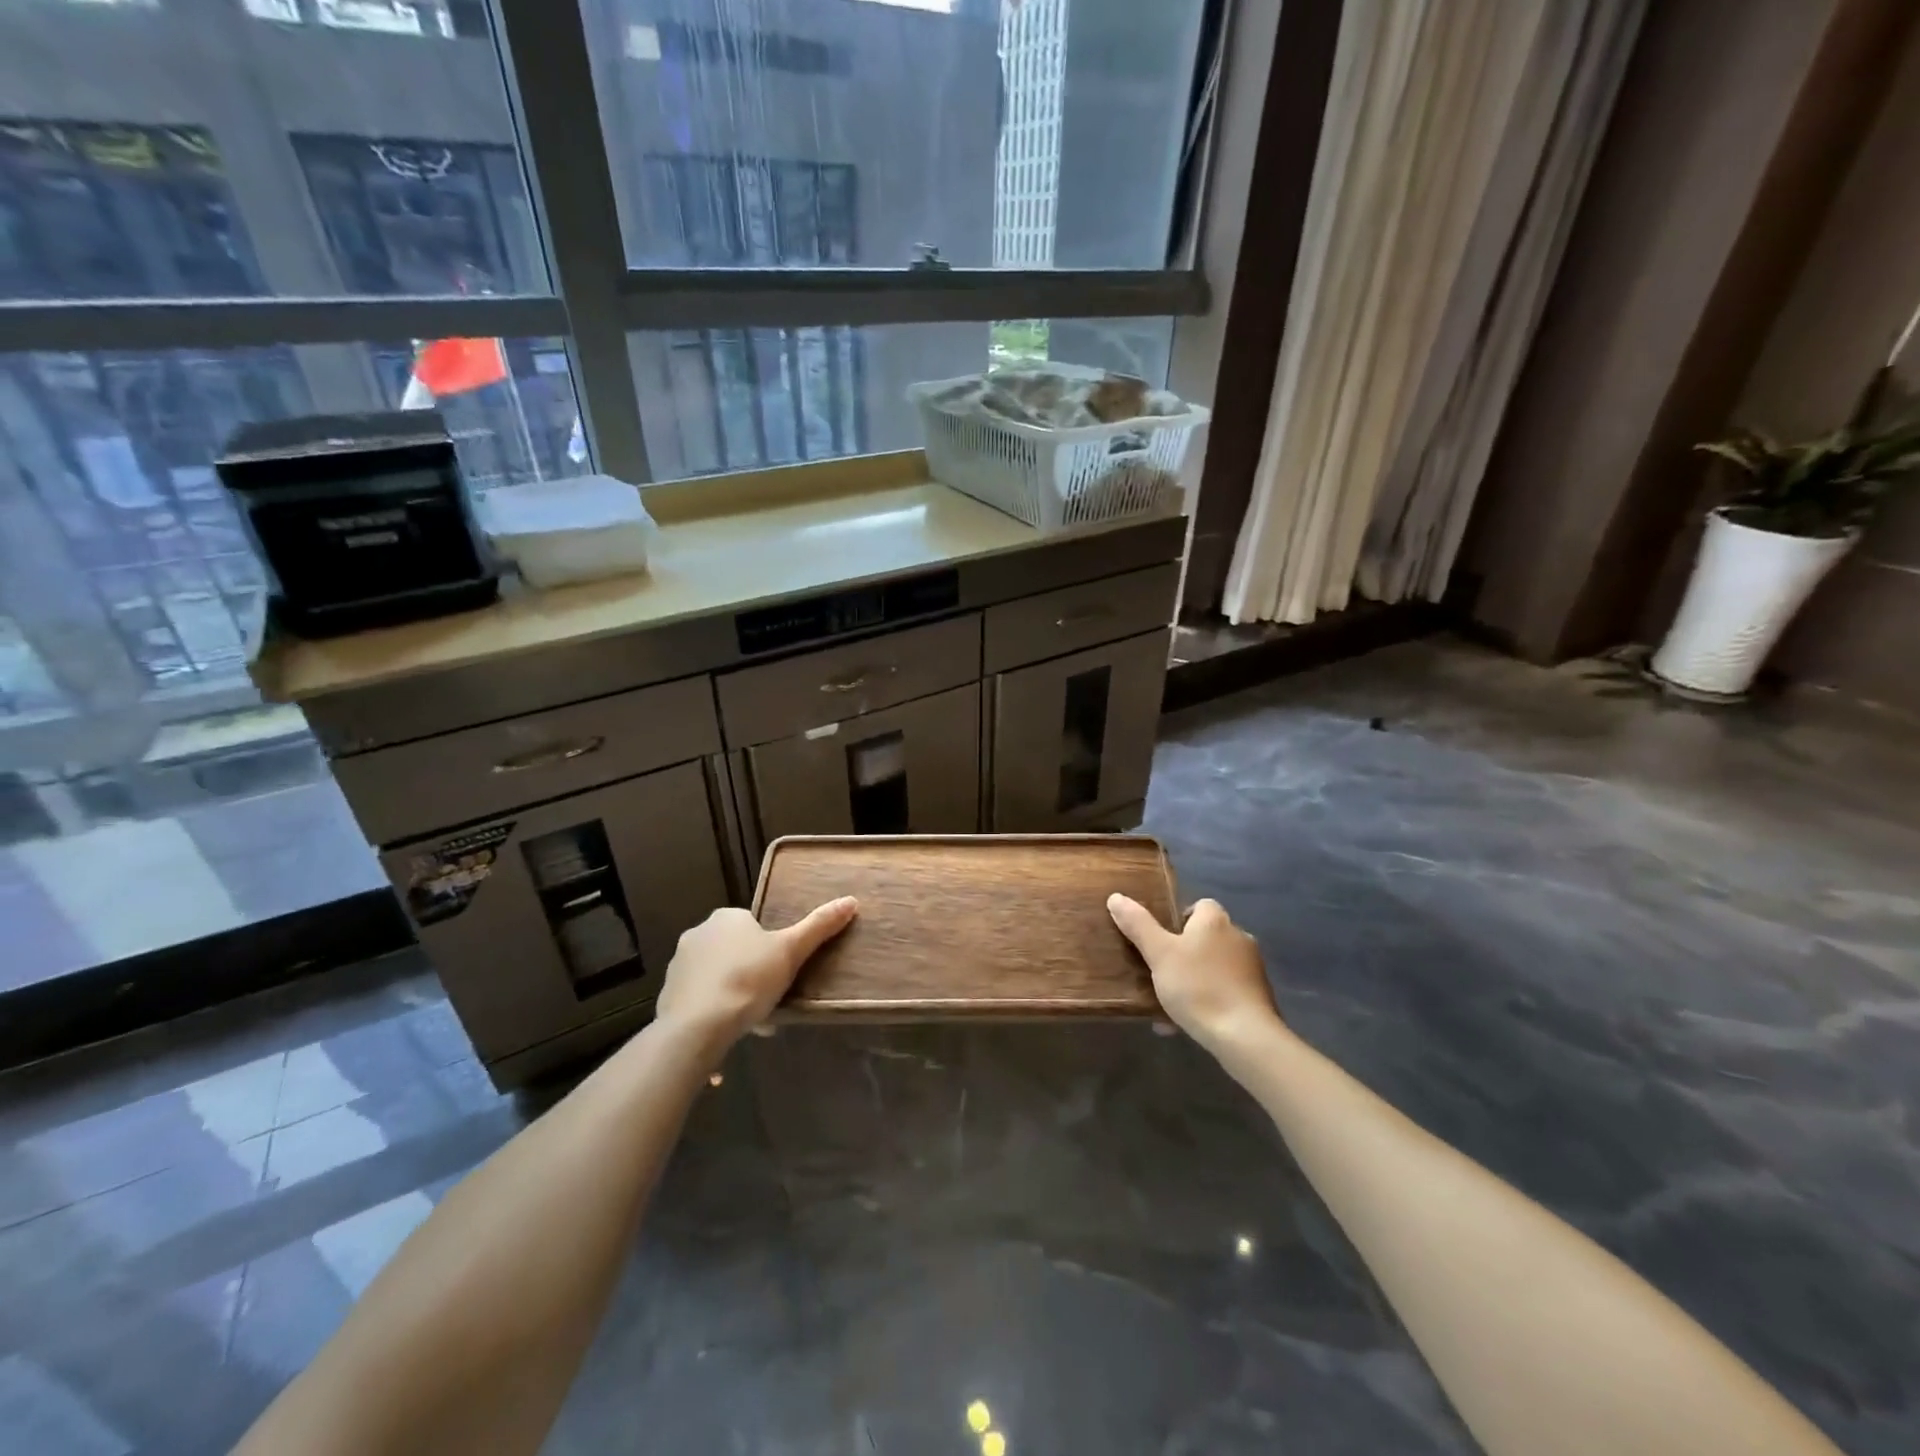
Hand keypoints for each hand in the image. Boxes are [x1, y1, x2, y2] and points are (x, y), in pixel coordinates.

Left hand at [655, 898, 857, 1046]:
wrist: (697, 1026)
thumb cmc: (749, 979)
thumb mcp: (791, 951)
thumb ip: (819, 926)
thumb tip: (851, 900)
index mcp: (727, 917)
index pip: (753, 925)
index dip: (770, 948)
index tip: (782, 971)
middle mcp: (698, 933)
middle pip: (734, 950)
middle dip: (751, 972)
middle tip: (771, 998)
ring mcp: (679, 965)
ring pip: (716, 975)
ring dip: (732, 992)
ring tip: (753, 1021)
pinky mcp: (667, 995)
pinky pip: (699, 998)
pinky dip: (713, 1010)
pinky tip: (728, 1031)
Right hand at [1108, 895, 1282, 1053]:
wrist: (1245, 1036)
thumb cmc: (1198, 987)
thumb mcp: (1159, 954)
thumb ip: (1138, 925)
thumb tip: (1116, 897)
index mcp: (1215, 921)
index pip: (1199, 905)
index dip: (1178, 918)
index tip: (1160, 939)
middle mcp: (1238, 937)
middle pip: (1206, 937)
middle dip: (1184, 953)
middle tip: (1159, 971)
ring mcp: (1252, 968)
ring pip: (1214, 967)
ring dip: (1193, 980)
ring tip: (1168, 1003)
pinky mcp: (1259, 997)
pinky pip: (1225, 992)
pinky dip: (1207, 1001)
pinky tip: (1186, 1023)